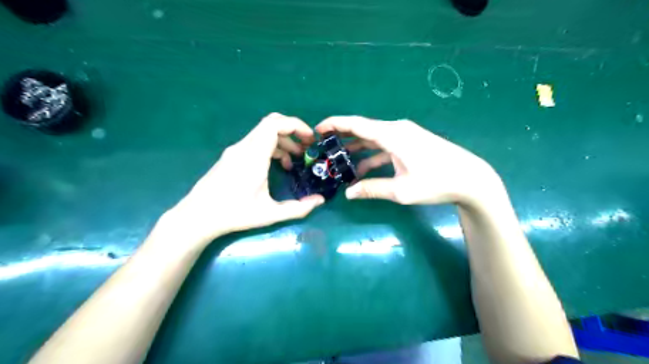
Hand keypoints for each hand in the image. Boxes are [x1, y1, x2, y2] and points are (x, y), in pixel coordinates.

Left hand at [163, 113, 324, 246]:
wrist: (197, 216)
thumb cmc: (234, 214)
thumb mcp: (270, 214)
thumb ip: (298, 208)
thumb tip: (320, 200)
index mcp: (253, 156)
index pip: (275, 124)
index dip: (296, 125)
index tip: (310, 138)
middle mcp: (244, 147)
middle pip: (271, 123)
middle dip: (293, 131)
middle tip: (306, 147)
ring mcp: (236, 150)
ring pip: (263, 133)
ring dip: (283, 141)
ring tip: (295, 160)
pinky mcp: (232, 156)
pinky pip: (256, 142)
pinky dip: (272, 147)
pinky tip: (277, 165)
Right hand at [314, 117, 500, 206]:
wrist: (471, 179)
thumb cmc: (436, 182)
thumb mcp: (401, 190)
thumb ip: (372, 189)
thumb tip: (349, 193)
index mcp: (392, 135)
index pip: (357, 125)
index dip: (335, 124)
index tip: (317, 129)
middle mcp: (396, 130)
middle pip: (363, 129)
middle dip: (342, 137)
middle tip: (324, 147)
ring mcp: (405, 135)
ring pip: (373, 139)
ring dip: (357, 149)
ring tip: (339, 162)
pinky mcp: (410, 143)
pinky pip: (385, 146)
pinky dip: (372, 156)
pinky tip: (362, 170)